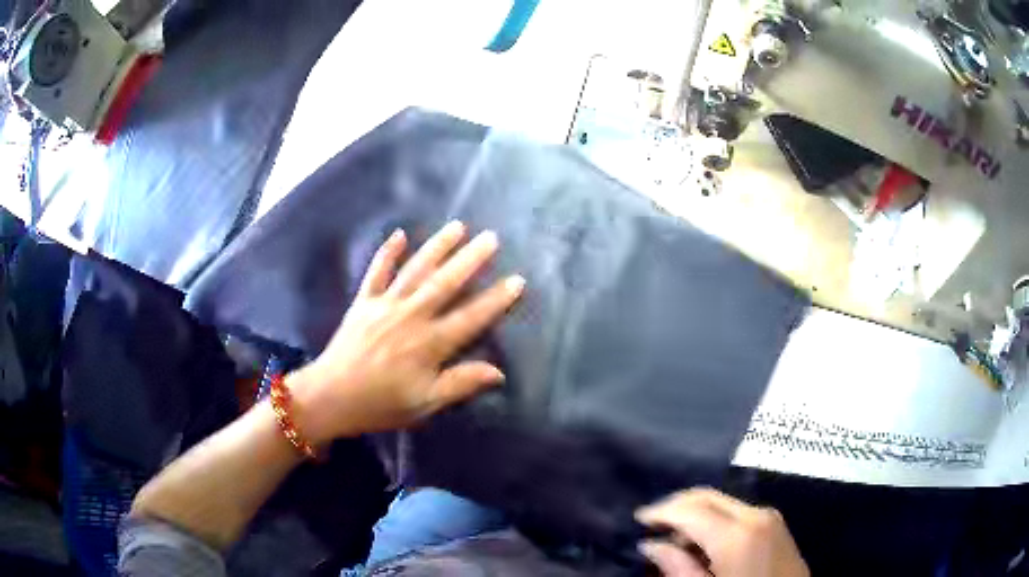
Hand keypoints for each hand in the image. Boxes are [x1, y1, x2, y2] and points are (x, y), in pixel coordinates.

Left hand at [289, 221, 524, 442]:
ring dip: (437, 246)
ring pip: (416, 270)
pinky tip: (398, 234)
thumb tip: (498, 372)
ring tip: (457, 226)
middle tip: (491, 237)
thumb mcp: (424, 403)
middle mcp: (411, 316)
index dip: (496, 300)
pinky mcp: (364, 302)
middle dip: (471, 259)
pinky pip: (377, 272)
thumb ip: (460, 383)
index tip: (517, 280)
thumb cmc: (380, 404)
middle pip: (446, 282)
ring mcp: (385, 305)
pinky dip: (387, 252)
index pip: (471, 317)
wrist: (330, 396)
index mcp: (429, 344)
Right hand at [635, 489, 807, 576]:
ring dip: (695, 512)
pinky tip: (702, 539)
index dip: (661, 511)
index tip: (637, 519)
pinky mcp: (775, 523)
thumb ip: (678, 568)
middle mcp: (755, 514)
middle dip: (677, 504)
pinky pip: (737, 511)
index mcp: (738, 534)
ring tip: (673, 535)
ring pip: (722, 501)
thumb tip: (651, 545)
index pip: (691, 509)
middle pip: (708, 495)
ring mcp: (769, 516)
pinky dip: (714, 518)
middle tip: (651, 522)